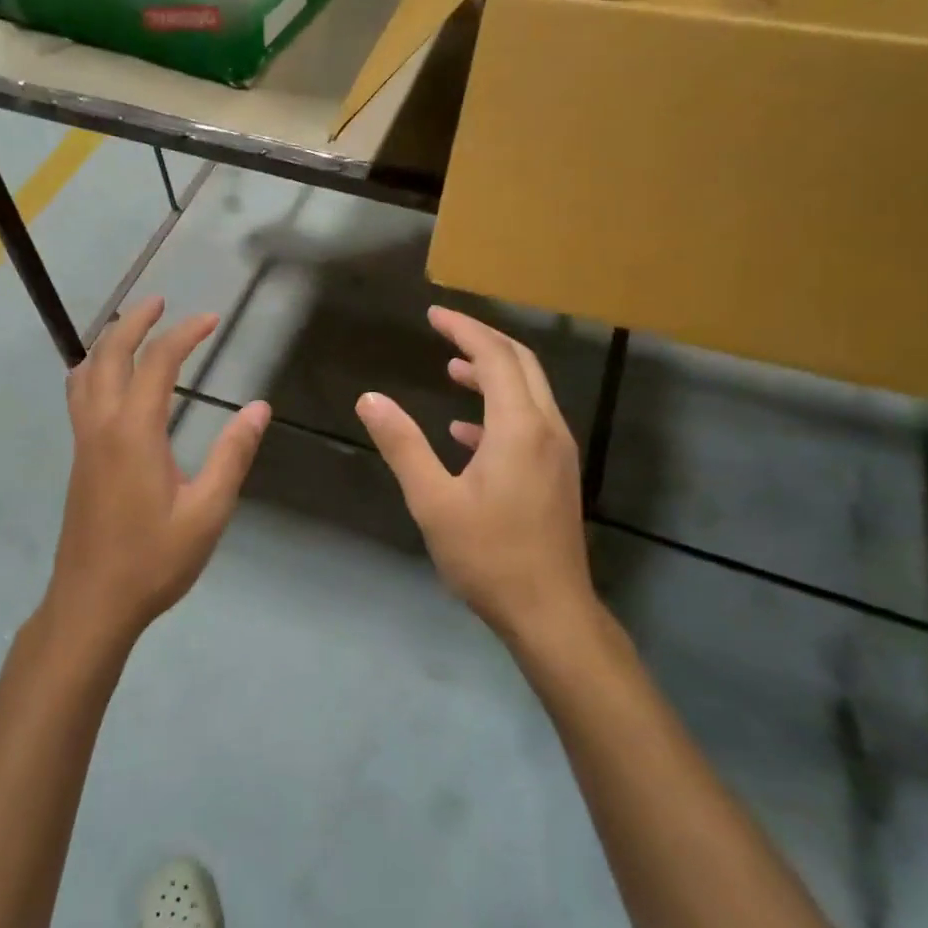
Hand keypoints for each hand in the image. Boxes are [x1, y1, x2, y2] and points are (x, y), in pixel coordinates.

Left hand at [44, 297, 270, 650]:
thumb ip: (232, 455)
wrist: (91, 603)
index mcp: (135, 432)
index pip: (158, 363)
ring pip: (84, 373)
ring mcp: (84, 442)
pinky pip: (79, 396)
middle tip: (161, 302)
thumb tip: (259, 407)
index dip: (185, 333)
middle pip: (109, 354)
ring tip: (131, 329)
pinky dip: (94, 369)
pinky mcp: (78, 459)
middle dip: (134, 321)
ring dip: (108, 342)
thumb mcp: (207, 512)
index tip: (211, 318)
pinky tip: (111, 382)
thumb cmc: (153, 560)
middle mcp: (101, 426)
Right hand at [356, 307, 594, 643]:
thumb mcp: (433, 501)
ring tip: (452, 369)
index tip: (433, 315)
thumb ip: (403, 445)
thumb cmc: (489, 557)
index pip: (495, 357)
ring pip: (529, 392)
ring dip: (492, 374)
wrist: (550, 612)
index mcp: (519, 427)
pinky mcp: (557, 474)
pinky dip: (498, 411)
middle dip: (482, 341)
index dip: (464, 330)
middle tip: (444, 330)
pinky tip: (465, 431)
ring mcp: (557, 452)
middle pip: (521, 364)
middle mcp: (546, 429)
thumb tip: (370, 399)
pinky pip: (529, 423)